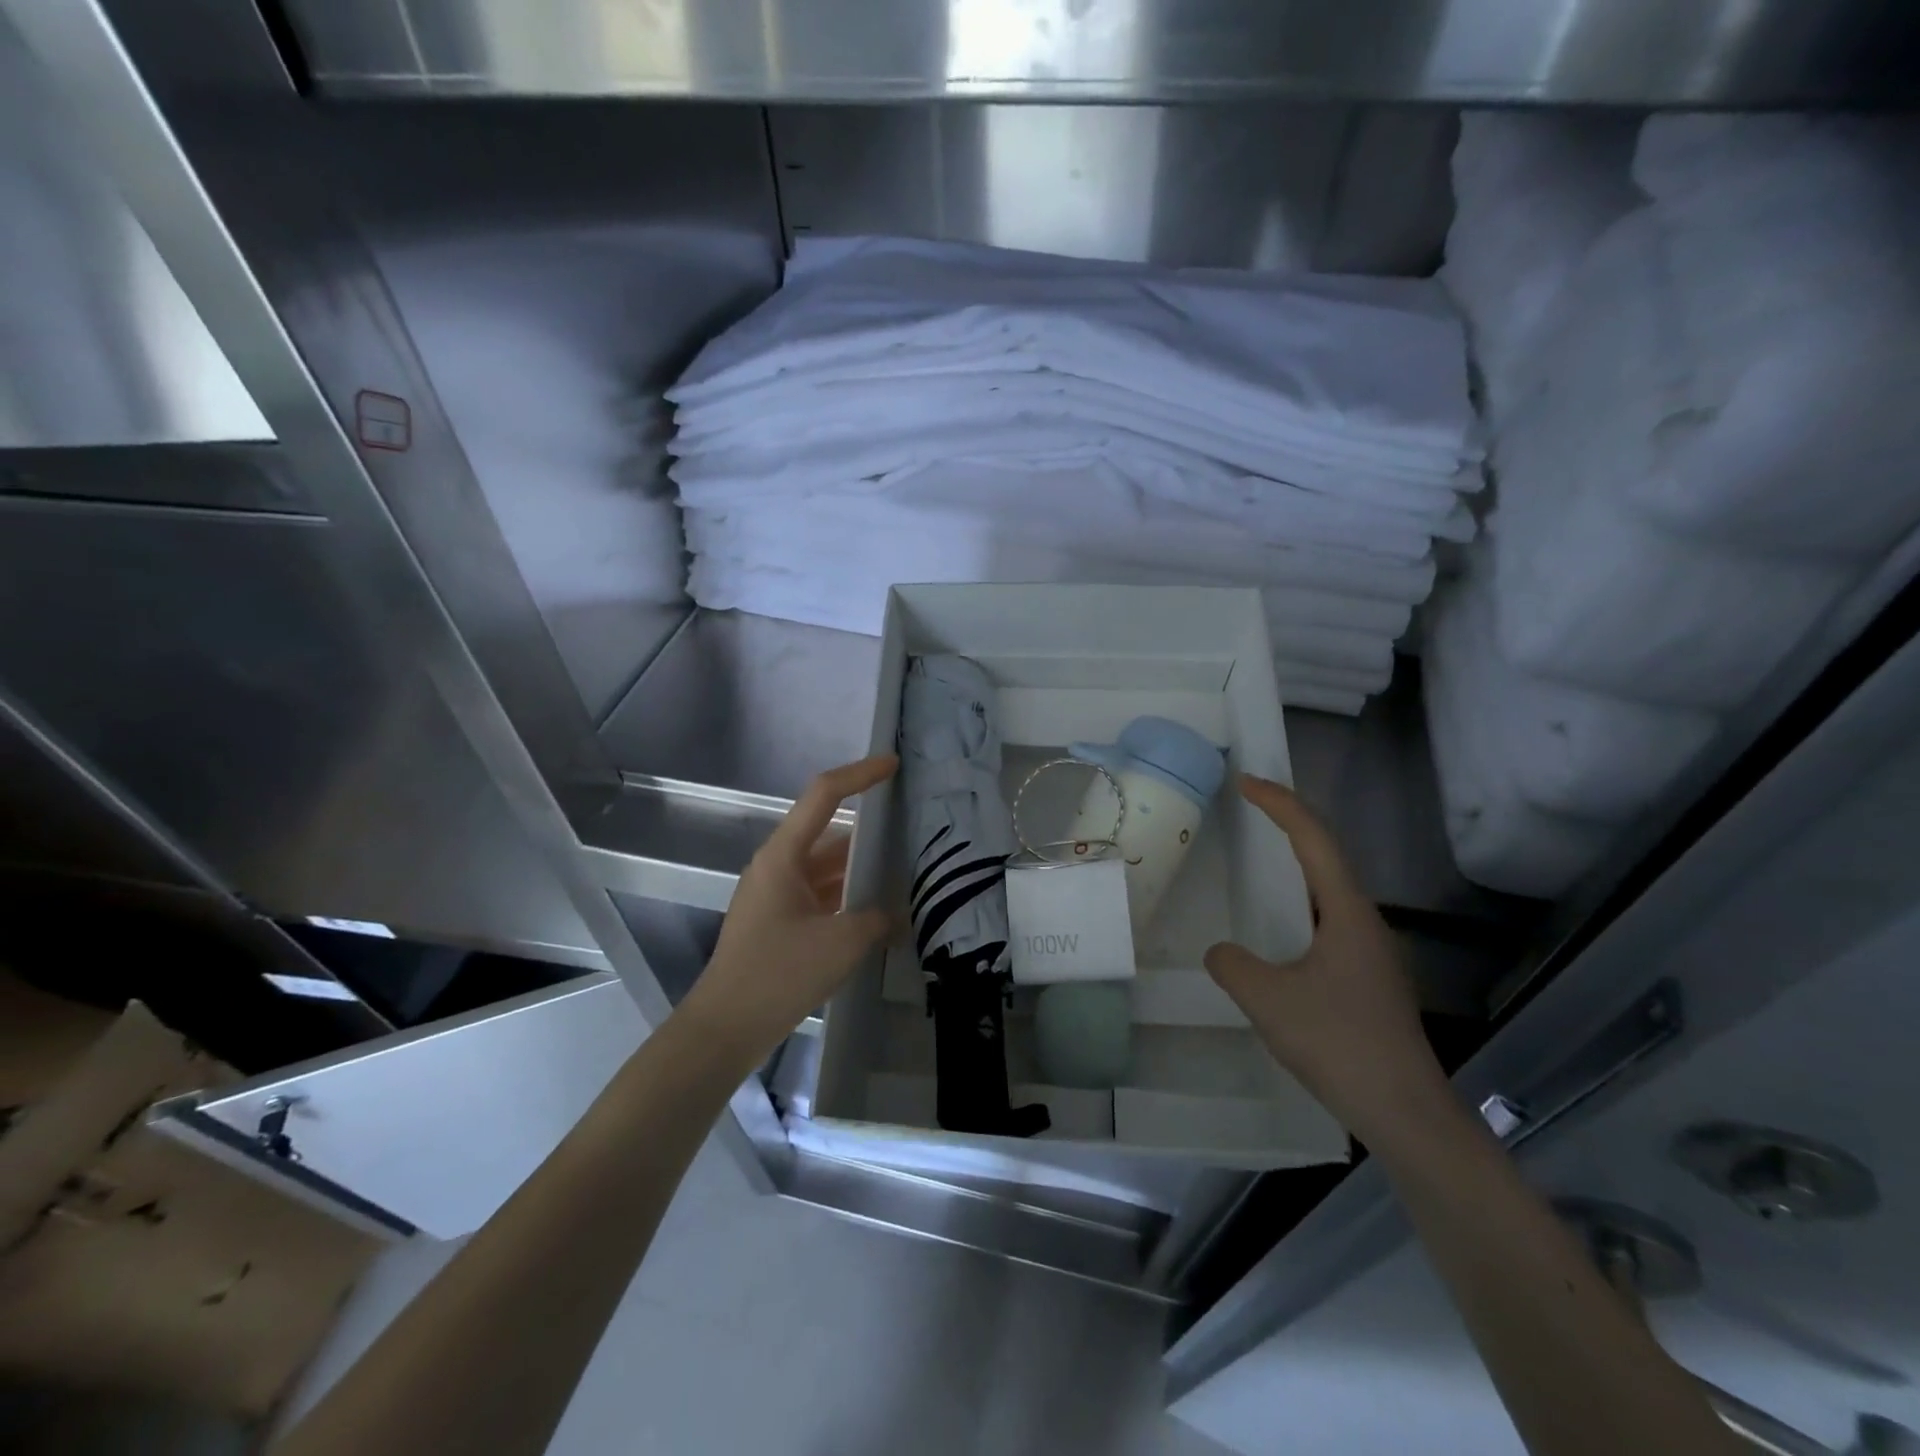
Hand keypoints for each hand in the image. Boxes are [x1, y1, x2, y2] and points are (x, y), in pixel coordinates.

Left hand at [679, 755, 897, 1069]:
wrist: (724, 1029)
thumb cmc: (778, 974)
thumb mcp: (841, 943)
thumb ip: (876, 919)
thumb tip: (894, 915)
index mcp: (783, 855)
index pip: (824, 795)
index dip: (860, 774)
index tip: (893, 765)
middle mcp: (777, 866)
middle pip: (828, 833)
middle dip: (870, 830)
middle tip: (912, 828)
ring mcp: (776, 896)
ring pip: (826, 868)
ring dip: (860, 869)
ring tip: (905, 870)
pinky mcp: (778, 923)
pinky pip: (820, 896)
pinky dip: (848, 897)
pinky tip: (878, 912)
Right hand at [1204, 775, 1448, 1145]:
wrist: (1406, 1115)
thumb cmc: (1340, 1044)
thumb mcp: (1268, 999)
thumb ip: (1233, 964)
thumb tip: (1222, 952)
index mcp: (1348, 913)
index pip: (1314, 839)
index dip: (1280, 804)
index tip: (1245, 783)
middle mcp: (1365, 922)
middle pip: (1327, 856)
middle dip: (1289, 824)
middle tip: (1250, 807)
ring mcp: (1371, 952)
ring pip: (1329, 891)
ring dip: (1296, 864)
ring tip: (1259, 858)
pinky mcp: (1368, 979)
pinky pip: (1327, 921)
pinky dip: (1299, 904)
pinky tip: (1279, 931)